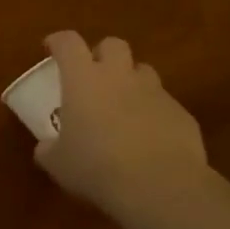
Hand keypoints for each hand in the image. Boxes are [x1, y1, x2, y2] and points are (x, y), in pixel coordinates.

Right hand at [34, 31, 210, 225]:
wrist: (160, 186)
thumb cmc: (96, 167)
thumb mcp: (57, 163)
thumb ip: (49, 148)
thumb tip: (47, 147)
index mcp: (83, 80)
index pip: (68, 43)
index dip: (58, 41)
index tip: (51, 49)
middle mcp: (120, 76)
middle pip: (113, 45)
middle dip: (102, 54)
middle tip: (92, 76)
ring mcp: (155, 93)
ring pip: (143, 71)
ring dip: (130, 82)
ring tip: (122, 107)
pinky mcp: (182, 114)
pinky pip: (164, 104)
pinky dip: (153, 113)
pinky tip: (148, 139)